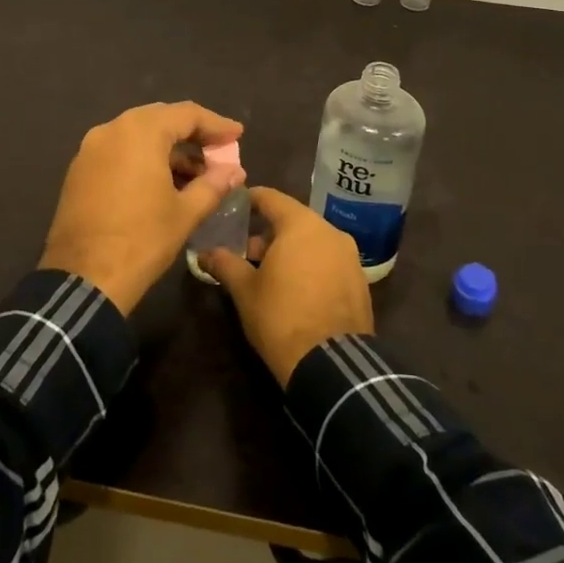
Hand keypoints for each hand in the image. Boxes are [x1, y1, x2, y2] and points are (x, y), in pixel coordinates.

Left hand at [39, 102, 245, 313]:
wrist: (83, 279)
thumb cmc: (142, 240)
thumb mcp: (185, 213)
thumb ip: (213, 185)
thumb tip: (235, 172)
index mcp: (140, 132)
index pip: (186, 114)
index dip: (216, 124)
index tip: (237, 135)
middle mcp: (112, 129)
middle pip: (160, 119)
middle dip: (191, 135)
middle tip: (218, 151)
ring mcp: (90, 149)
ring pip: (138, 135)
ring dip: (168, 149)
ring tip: (195, 175)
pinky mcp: (79, 170)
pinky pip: (119, 152)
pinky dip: (143, 159)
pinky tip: (162, 183)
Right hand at [202, 186, 372, 386]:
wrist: (331, 364)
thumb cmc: (281, 317)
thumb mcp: (245, 290)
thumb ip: (224, 264)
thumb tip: (204, 253)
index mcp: (301, 224)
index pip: (271, 198)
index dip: (249, 200)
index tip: (232, 207)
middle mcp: (329, 231)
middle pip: (293, 219)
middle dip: (268, 232)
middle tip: (245, 251)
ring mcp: (349, 256)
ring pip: (313, 240)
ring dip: (290, 249)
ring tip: (269, 274)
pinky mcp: (360, 280)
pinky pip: (329, 260)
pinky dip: (311, 265)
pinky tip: (296, 288)